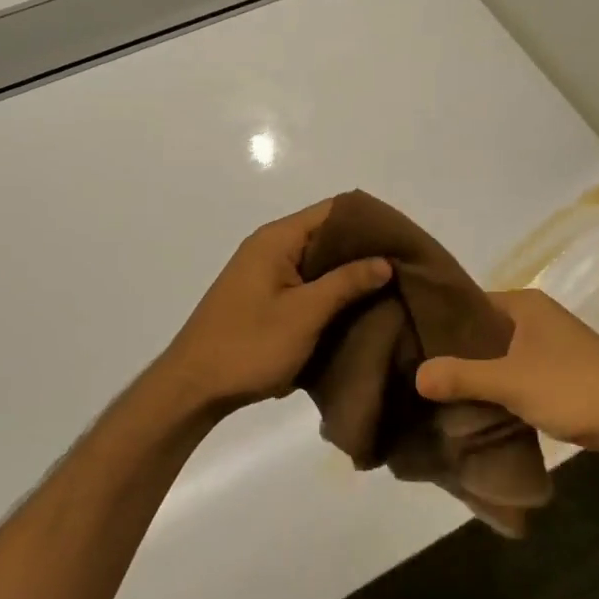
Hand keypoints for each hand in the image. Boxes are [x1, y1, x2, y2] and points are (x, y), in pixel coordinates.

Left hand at [151, 199, 390, 417]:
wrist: (193, 388)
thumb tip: (385, 260)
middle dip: (365, 249)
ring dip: (350, 274)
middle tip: (405, 267)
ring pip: (319, 263)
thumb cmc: (249, 345)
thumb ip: (346, 283)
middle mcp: (271, 247)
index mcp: (278, 239)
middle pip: (328, 235)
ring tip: (391, 288)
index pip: (334, 211)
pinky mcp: (265, 298)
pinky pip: (307, 284)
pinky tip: (358, 309)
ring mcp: (266, 274)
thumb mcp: (305, 313)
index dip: (371, 221)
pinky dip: (331, 292)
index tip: (404, 239)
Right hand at [415, 289, 598, 453]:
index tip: (410, 340)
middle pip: (484, 330)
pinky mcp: (563, 375)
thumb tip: (416, 374)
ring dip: (479, 374)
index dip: (440, 320)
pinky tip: (478, 408)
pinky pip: (519, 375)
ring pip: (502, 356)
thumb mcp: (510, 381)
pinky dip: (500, 388)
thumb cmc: (573, 388)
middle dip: (456, 352)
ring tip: (440, 392)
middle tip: (418, 370)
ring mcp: (553, 347)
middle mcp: (538, 317)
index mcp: (525, 304)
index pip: (469, 303)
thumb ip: (461, 377)